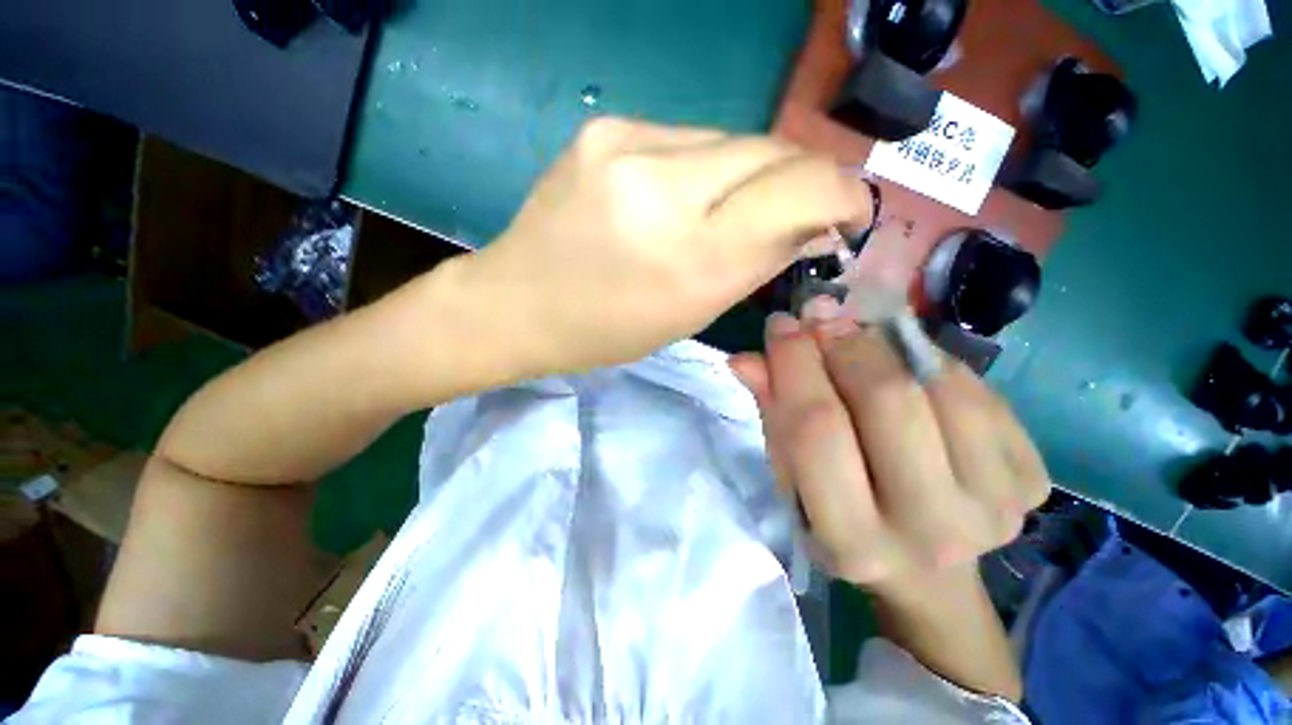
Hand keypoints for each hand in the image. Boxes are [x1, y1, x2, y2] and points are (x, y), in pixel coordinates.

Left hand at [455, 117, 873, 374]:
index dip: (841, 193)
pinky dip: (706, 166)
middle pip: (770, 151)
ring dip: (748, 173)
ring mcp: (627, 143)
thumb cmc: (607, 329)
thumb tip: (813, 221)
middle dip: (798, 178)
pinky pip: (688, 136)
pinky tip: (684, 194)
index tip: (850, 210)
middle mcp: (662, 185)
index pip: (798, 191)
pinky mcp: (604, 127)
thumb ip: (757, 262)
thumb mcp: (691, 314)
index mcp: (688, 256)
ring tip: (729, 208)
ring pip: (730, 139)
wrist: (520, 302)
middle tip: (799, 208)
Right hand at [729, 304, 1050, 589]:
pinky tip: (907, 365)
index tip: (781, 324)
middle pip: (884, 400)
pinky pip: (977, 391)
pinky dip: (933, 361)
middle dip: (842, 342)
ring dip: (887, 344)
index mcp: (852, 539)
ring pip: (936, 385)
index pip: (816, 429)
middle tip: (820, 318)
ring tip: (858, 335)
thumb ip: (773, 413)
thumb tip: (746, 357)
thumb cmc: (839, 518)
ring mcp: (994, 506)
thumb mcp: (791, 477)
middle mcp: (928, 531)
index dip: (794, 364)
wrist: (926, 568)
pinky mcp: (1031, 481)